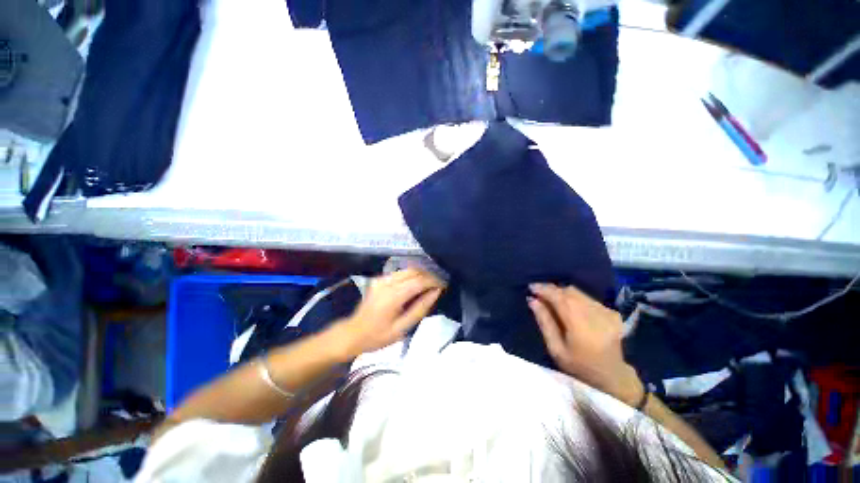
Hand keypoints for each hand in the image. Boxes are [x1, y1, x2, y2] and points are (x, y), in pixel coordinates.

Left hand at [332, 268, 443, 357]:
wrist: (352, 333)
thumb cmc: (378, 336)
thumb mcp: (402, 328)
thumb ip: (420, 308)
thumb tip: (436, 292)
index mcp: (393, 296)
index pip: (419, 281)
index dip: (434, 281)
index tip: (444, 286)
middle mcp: (387, 282)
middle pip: (414, 271)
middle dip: (429, 276)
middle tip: (439, 285)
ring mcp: (382, 279)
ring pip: (408, 270)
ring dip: (421, 275)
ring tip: (430, 285)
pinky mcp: (379, 279)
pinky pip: (400, 273)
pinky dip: (411, 276)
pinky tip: (416, 285)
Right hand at [528, 283, 643, 405]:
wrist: (612, 377)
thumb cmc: (578, 367)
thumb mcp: (555, 348)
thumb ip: (544, 322)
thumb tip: (532, 300)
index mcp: (580, 324)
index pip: (559, 297)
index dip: (544, 289)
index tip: (531, 287)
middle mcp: (595, 314)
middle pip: (569, 291)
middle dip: (552, 290)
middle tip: (538, 293)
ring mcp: (606, 312)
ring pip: (578, 293)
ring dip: (563, 293)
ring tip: (551, 299)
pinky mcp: (612, 313)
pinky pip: (588, 298)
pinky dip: (575, 299)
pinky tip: (570, 308)